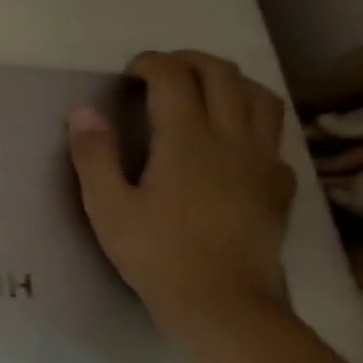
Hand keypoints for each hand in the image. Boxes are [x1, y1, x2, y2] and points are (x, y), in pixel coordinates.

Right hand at [67, 50, 296, 334]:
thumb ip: (94, 155)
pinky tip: (232, 138)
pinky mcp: (278, 185)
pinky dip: (251, 118)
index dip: (151, 64)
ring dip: (230, 81)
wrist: (222, 301)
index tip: (128, 71)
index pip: (174, 79)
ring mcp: (262, 161)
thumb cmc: (155, 252)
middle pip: (224, 76)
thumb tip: (83, 111)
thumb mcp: (107, 206)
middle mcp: (232, 139)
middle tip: (160, 71)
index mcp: (186, 140)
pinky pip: (272, 134)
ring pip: (260, 98)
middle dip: (190, 62)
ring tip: (202, 90)